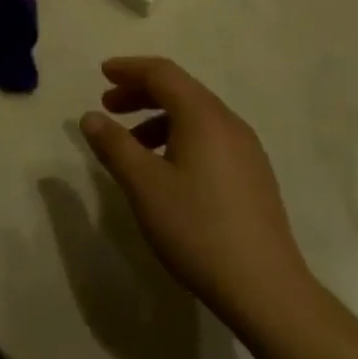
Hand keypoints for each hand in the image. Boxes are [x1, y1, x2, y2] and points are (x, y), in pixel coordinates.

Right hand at [79, 57, 303, 329]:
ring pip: (196, 116)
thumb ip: (115, 146)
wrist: (266, 289)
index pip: (162, 73)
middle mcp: (228, 122)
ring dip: (159, 118)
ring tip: (132, 146)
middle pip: (180, 90)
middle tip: (108, 107)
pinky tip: (167, 171)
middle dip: (141, 93)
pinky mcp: (254, 176)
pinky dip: (180, 137)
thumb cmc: (198, 229)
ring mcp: (246, 149)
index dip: (129, 68)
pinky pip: (210, 138)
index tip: (102, 74)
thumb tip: (90, 117)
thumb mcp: (144, 186)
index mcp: (203, 115)